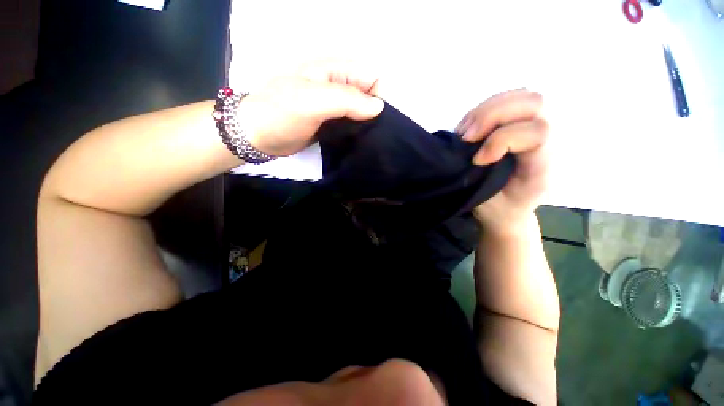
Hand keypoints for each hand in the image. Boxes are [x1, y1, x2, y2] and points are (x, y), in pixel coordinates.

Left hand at [237, 59, 384, 156]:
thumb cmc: (281, 114)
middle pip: (369, 95)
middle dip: (374, 113)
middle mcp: (338, 86)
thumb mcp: (313, 102)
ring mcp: (335, 106)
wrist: (258, 135)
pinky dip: (358, 132)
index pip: (371, 77)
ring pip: (362, 112)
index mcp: (335, 71)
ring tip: (368, 140)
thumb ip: (346, 100)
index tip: (376, 121)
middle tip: (373, 134)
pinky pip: (352, 124)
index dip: (378, 96)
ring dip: (367, 124)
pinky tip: (358, 142)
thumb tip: (379, 107)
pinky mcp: (332, 123)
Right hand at [455, 90, 549, 231]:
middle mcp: (548, 142)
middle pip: (534, 103)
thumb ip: (480, 177)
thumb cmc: (499, 210)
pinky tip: (469, 128)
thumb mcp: (489, 204)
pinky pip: (507, 100)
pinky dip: (482, 110)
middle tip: (467, 137)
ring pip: (521, 95)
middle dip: (492, 115)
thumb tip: (464, 148)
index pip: (538, 132)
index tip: (477, 161)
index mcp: (544, 166)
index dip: (501, 141)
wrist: (510, 210)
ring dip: (485, 110)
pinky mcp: (521, 123)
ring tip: (466, 133)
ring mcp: (536, 128)